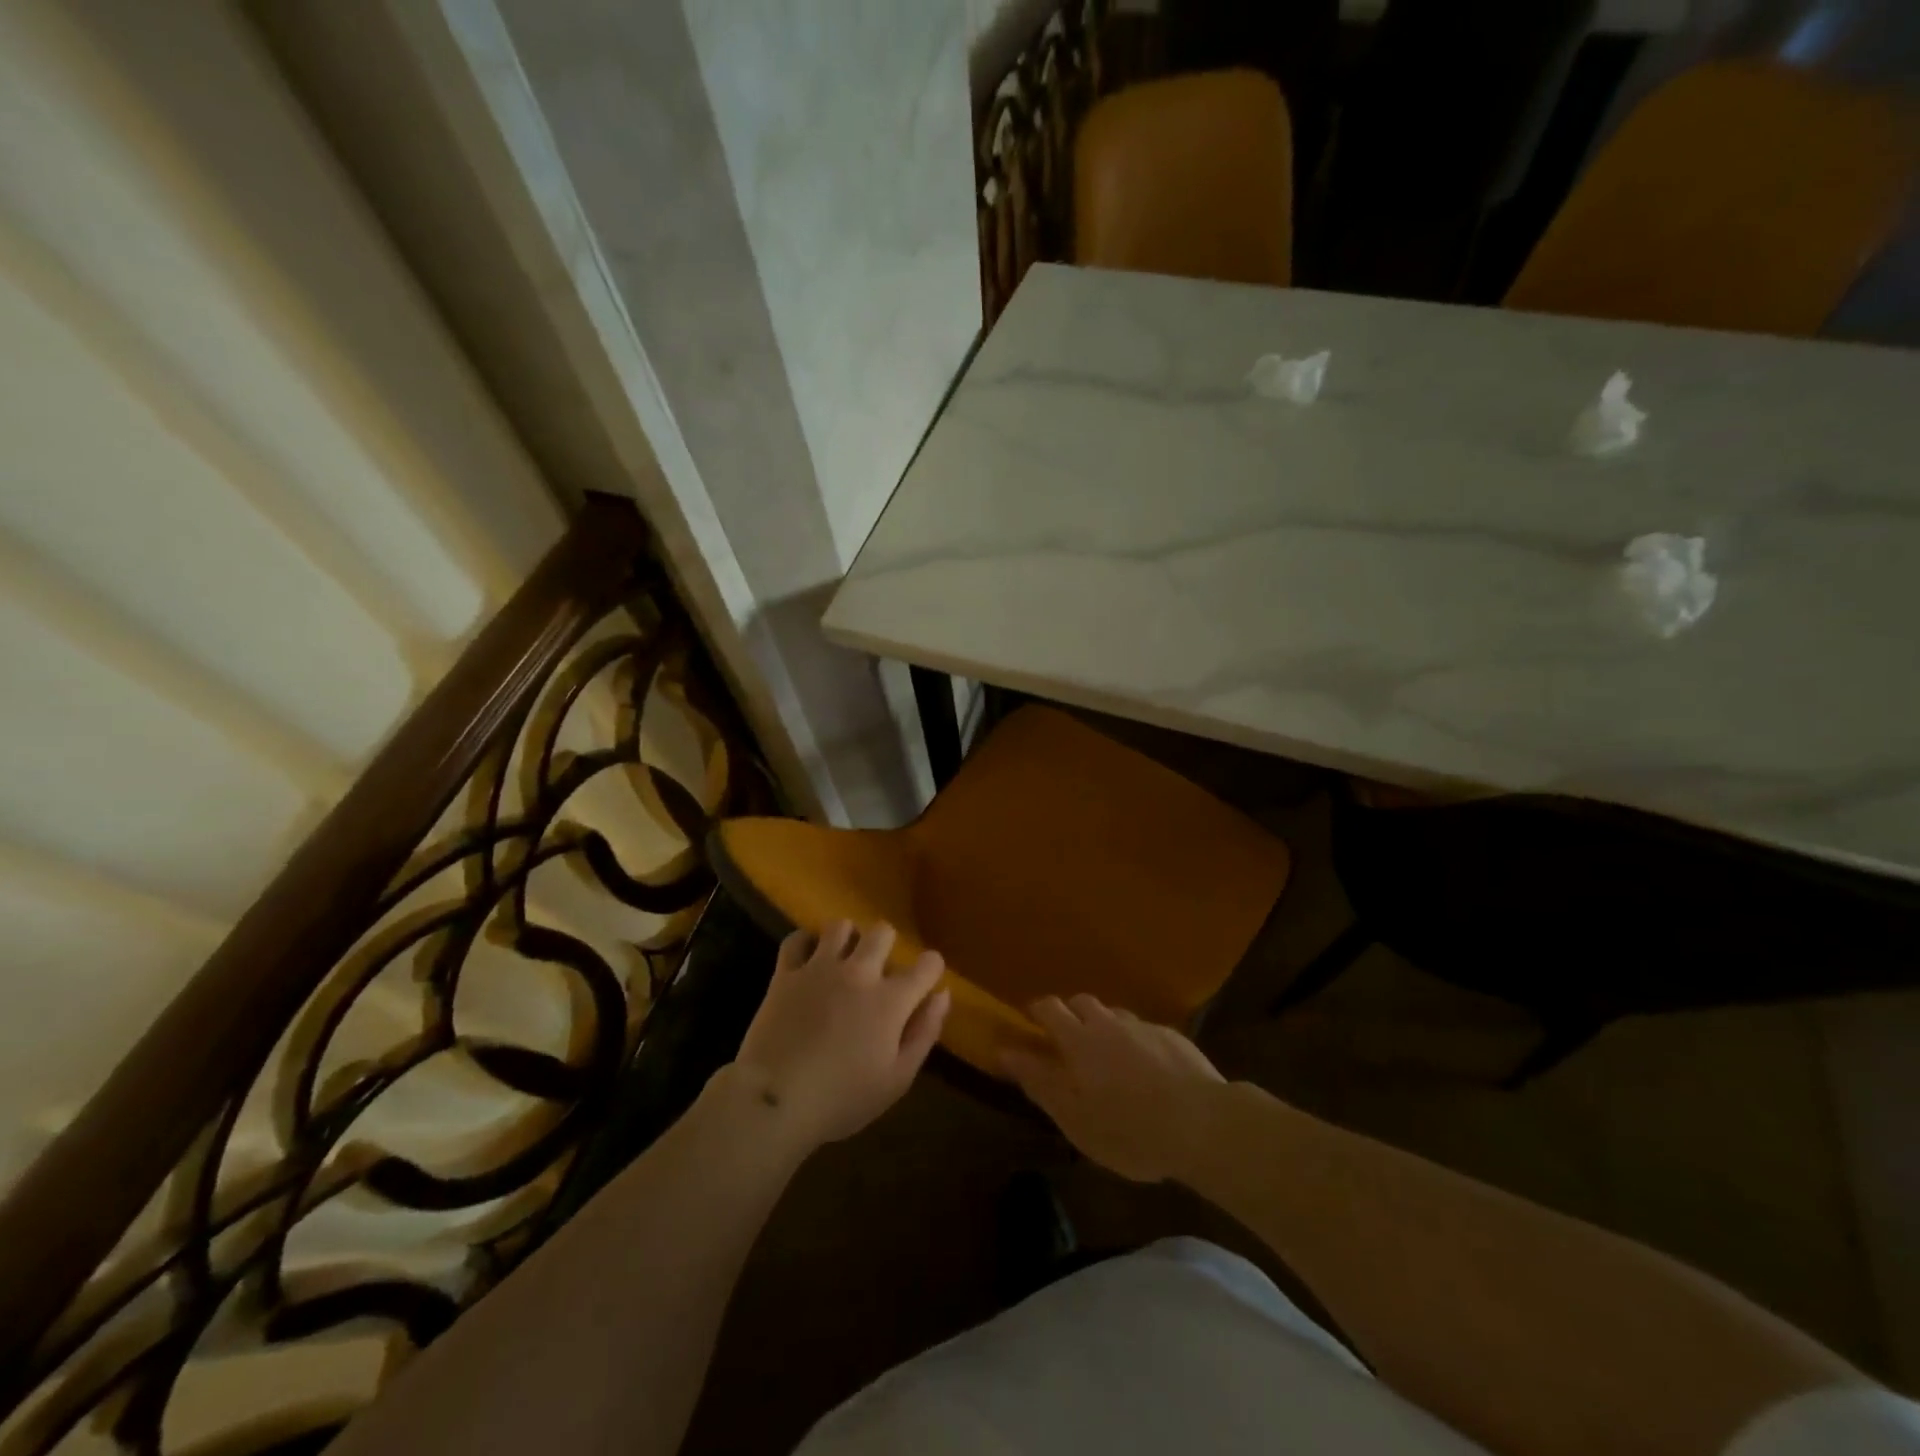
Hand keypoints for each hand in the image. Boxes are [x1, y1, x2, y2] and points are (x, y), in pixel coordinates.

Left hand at [729, 921, 949, 1154]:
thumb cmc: (842, 1098)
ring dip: (847, 939)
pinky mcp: (786, 974)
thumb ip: (924, 1033)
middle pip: (882, 932)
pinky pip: (796, 939)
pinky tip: (808, 960)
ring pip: (840, 926)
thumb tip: (942, 995)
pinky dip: (805, 944)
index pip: (927, 964)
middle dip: (887, 945)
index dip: (931, 968)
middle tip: (879, 971)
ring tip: (842, 961)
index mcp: (891, 1000)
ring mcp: (819, 968)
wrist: (775, 1100)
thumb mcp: (897, 1079)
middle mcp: (859, 972)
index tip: (926, 980)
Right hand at [1002, 994, 1224, 1182]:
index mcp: (1079, 1039)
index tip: (1030, 1024)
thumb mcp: (1074, 1117)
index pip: (1049, 1008)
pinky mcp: (1174, 1038)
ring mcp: (1144, 1027)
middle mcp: (1109, 1022)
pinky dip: (1136, 1043)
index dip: (1037, 1011)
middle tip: (1070, 1045)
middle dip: (1071, 1015)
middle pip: (1082, 1002)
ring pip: (1115, 1016)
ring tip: (1110, 1059)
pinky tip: (1148, 1072)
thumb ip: (1038, 1081)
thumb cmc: (1129, 1129)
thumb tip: (1004, 1051)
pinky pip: (1144, 1032)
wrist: (1203, 1125)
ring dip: (1105, 1028)